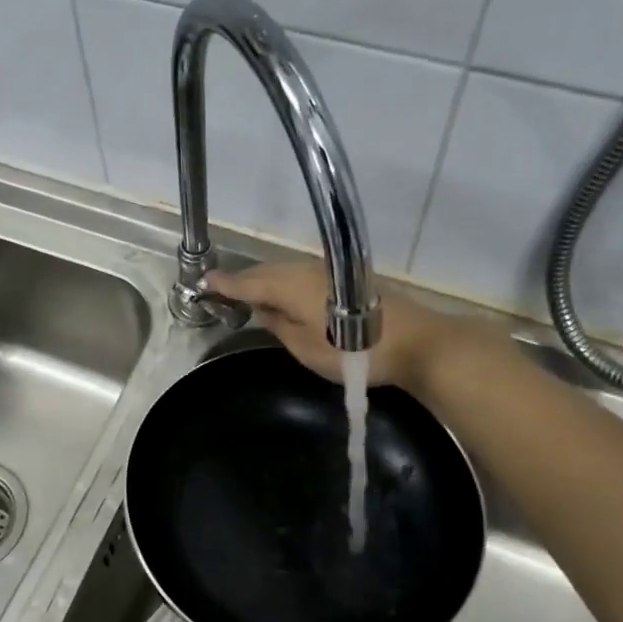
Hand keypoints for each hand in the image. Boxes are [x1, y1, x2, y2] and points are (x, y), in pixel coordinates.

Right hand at [206, 261, 479, 391]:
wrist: (417, 343)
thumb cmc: (355, 352)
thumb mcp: (306, 348)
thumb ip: (278, 325)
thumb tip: (260, 308)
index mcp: (291, 286)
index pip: (249, 282)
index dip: (226, 284)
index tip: (205, 283)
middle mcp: (307, 269)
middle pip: (267, 271)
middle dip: (245, 281)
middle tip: (225, 292)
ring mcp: (329, 269)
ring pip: (287, 271)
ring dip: (268, 282)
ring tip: (253, 297)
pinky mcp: (347, 275)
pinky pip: (304, 275)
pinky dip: (288, 283)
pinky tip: (286, 297)